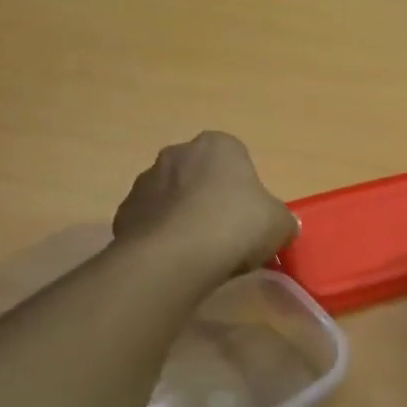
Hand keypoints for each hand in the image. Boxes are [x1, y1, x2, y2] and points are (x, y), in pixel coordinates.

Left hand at [111, 132, 297, 277]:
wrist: (175, 256)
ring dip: (184, 217)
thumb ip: (281, 220)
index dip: (245, 189)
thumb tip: (281, 226)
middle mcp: (177, 153)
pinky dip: (162, 237)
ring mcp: (145, 182)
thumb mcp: (280, 224)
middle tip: (226, 234)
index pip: (236, 158)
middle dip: (210, 199)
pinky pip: (151, 223)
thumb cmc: (236, 226)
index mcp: (218, 146)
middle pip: (200, 176)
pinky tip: (176, 260)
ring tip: (200, 252)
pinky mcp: (124, 213)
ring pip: (173, 199)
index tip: (250, 217)